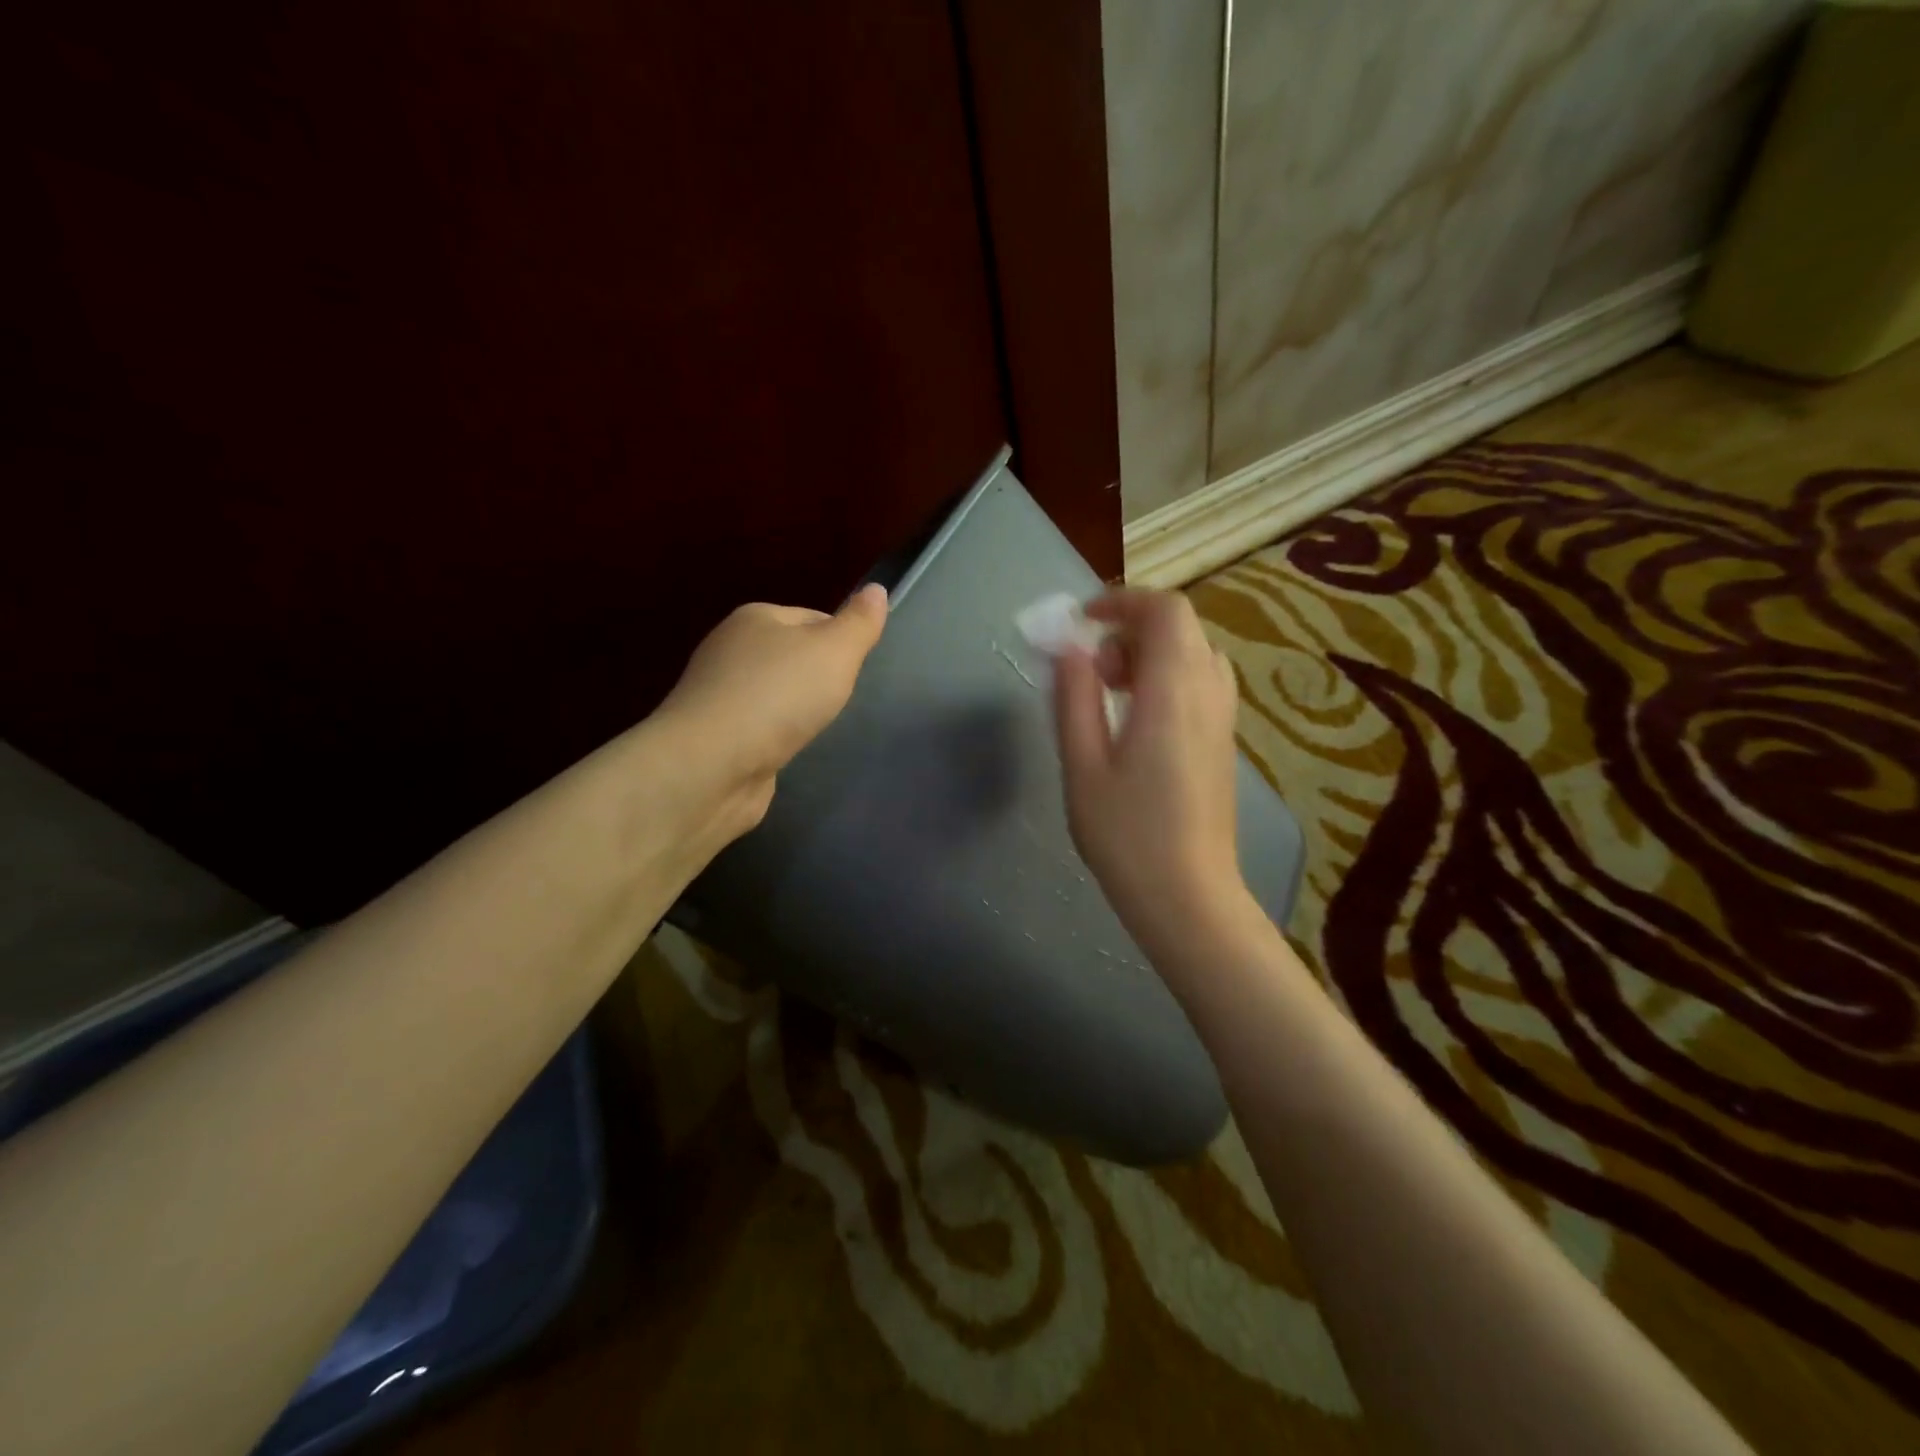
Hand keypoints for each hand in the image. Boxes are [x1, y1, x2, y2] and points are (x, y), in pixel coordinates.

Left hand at [654, 582, 888, 840]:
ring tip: (816, 728)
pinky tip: (787, 749)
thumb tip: (877, 589)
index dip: (841, 641)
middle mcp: (730, 648)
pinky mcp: (715, 734)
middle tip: (842, 701)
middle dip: (819, 677)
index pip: (813, 617)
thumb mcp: (834, 652)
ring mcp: (718, 693)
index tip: (858, 671)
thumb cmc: (778, 697)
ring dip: (796, 709)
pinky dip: (775, 736)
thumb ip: (859, 623)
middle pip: (792, 655)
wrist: (711, 765)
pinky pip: (758, 726)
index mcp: (756, 617)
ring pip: (774, 692)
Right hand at [1053, 589, 1247, 945]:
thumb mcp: (1083, 765)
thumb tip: (1069, 646)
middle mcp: (1208, 693)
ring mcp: (1223, 718)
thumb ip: (1074, 697)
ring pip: (1193, 654)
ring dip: (1149, 654)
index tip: (1082, 622)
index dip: (1122, 601)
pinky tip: (1136, 721)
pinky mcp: (1223, 741)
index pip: (1165, 610)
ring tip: (1111, 693)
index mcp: (1173, 692)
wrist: (1189, 897)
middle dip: (1131, 629)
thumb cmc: (1126, 835)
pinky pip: (1200, 682)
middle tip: (1092, 668)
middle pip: (1181, 627)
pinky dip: (1166, 678)